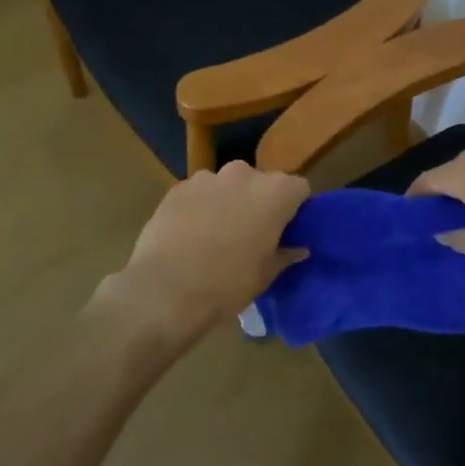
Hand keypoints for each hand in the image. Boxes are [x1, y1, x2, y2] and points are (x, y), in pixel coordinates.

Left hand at [93, 161, 309, 360]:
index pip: (299, 189)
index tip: (286, 229)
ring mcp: (207, 178)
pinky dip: (199, 208)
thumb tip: (299, 249)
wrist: (166, 290)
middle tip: (251, 233)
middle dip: (259, 202)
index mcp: (275, 193)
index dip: (294, 208)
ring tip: (214, 235)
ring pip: (227, 186)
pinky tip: (188, 236)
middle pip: (261, 182)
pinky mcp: (177, 188)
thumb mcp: (265, 275)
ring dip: (227, 202)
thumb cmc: (228, 284)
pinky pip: (198, 194)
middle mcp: (244, 174)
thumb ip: (285, 254)